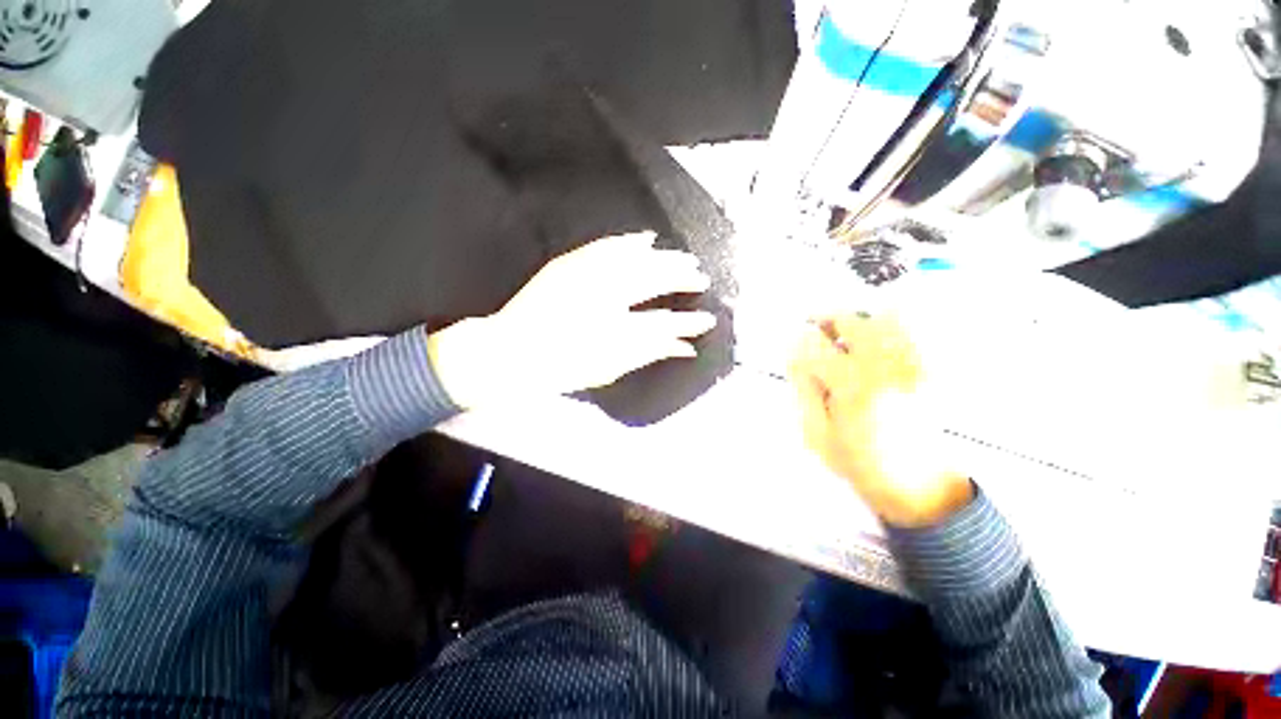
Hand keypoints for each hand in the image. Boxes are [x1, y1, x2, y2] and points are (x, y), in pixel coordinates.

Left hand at [427, 232, 716, 408]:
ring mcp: (585, 275)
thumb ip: (647, 353)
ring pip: (636, 260)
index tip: (708, 320)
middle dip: (681, 277)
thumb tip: (682, 347)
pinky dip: (628, 243)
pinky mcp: (569, 264)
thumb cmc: (558, 368)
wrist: (507, 351)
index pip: (664, 322)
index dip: (688, 322)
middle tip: (700, 277)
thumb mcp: (607, 368)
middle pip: (653, 280)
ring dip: (663, 258)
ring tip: (684, 258)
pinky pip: (606, 248)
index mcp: (614, 330)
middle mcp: (604, 296)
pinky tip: (644, 239)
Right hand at [789, 314, 972, 526]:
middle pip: (851, 321)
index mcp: (852, 388)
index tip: (792, 348)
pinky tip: (872, 343)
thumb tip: (796, 357)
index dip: (797, 343)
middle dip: (825, 320)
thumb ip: (803, 390)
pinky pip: (908, 333)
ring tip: (844, 335)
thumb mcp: (816, 433)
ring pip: (882, 319)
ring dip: (855, 321)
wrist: (918, 486)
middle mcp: (885, 369)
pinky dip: (885, 327)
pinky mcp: (928, 371)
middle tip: (815, 330)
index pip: (815, 346)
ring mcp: (912, 366)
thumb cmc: (860, 463)